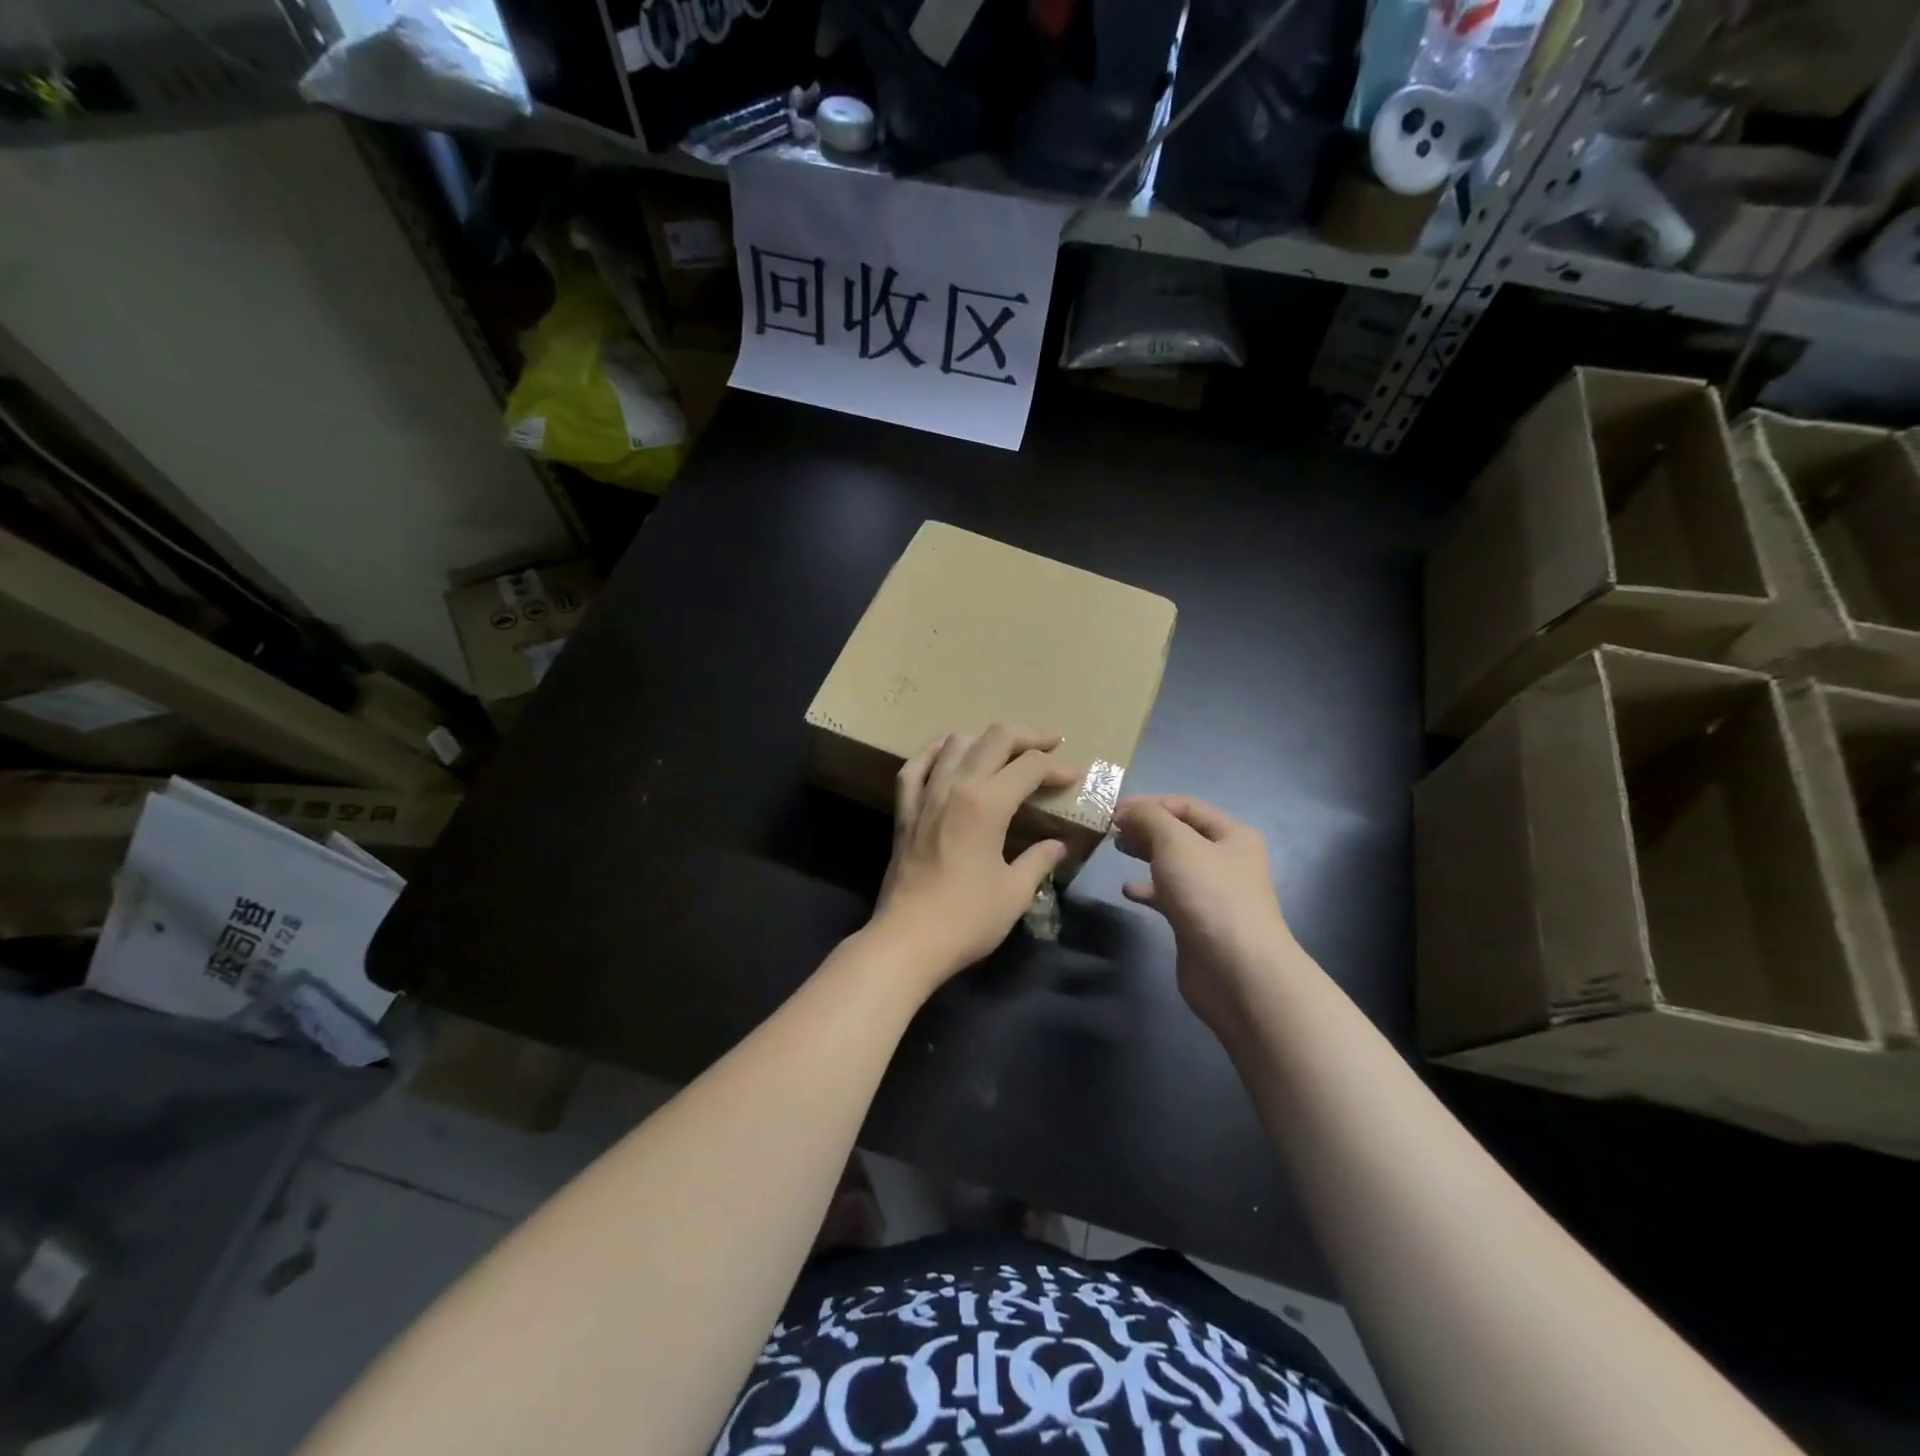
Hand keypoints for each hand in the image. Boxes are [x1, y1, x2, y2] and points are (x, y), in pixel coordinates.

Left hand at [871, 724, 1079, 987]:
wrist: (908, 940)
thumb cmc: (967, 919)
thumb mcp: (1015, 892)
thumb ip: (1040, 860)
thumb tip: (1060, 845)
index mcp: (987, 804)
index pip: (1029, 767)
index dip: (1057, 767)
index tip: (1076, 775)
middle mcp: (956, 787)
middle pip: (995, 738)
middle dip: (1028, 736)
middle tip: (1051, 742)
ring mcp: (925, 795)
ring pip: (955, 743)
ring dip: (985, 739)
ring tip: (1004, 751)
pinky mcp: (904, 810)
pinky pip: (915, 766)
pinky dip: (934, 752)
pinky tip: (947, 751)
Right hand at [1112, 794, 1297, 1032]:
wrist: (1236, 971)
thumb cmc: (1209, 895)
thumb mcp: (1176, 843)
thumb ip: (1149, 818)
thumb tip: (1128, 810)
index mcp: (1232, 835)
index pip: (1186, 806)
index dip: (1149, 803)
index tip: (1113, 809)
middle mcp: (1227, 860)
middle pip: (1180, 834)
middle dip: (1146, 827)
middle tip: (1111, 829)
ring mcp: (1214, 893)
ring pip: (1174, 865)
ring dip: (1146, 854)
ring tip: (1117, 849)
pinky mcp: (1199, 922)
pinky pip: (1170, 896)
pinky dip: (1149, 889)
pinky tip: (1128, 890)